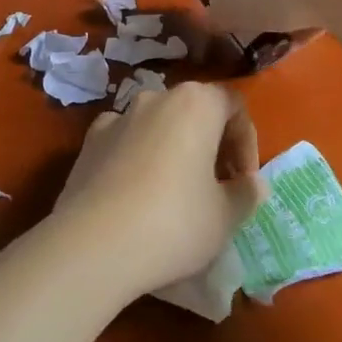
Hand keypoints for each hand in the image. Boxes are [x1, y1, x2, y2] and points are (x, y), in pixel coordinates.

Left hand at [54, 83, 267, 299]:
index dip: (246, 141)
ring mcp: (117, 117)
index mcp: (195, 104)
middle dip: (211, 143)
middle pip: (194, 110)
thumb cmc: (174, 223)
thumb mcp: (225, 217)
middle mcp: (155, 98)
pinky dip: (137, 157)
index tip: (244, 181)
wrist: (94, 244)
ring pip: (157, 124)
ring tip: (178, 191)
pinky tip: (137, 192)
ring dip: (174, 148)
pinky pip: (124, 140)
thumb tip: (252, 184)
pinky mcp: (89, 142)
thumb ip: (246, 194)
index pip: (233, 105)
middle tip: (218, 186)